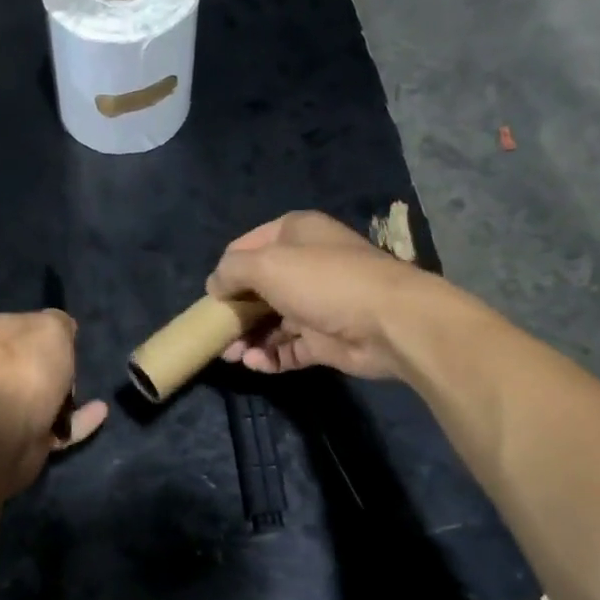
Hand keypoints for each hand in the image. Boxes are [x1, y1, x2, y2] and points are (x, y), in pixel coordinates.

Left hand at [0, 310, 106, 495]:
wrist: (4, 431)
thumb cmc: (27, 368)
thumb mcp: (52, 327)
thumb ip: (60, 322)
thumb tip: (62, 329)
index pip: (26, 324)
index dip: (52, 330)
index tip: (72, 339)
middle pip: (34, 362)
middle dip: (59, 366)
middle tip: (77, 368)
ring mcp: (5, 404)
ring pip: (44, 394)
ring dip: (68, 394)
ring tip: (90, 393)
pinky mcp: (20, 434)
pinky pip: (56, 423)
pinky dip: (78, 419)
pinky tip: (100, 412)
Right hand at [207, 211, 441, 379]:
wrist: (387, 322)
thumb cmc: (323, 282)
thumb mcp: (266, 264)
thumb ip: (231, 271)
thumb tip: (214, 285)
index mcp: (295, 235)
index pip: (247, 247)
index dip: (226, 270)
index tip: (212, 296)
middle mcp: (305, 265)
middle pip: (257, 289)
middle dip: (234, 312)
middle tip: (217, 333)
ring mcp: (316, 304)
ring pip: (270, 322)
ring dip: (248, 338)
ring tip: (232, 355)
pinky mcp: (324, 340)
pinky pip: (288, 349)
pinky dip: (270, 357)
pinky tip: (256, 364)